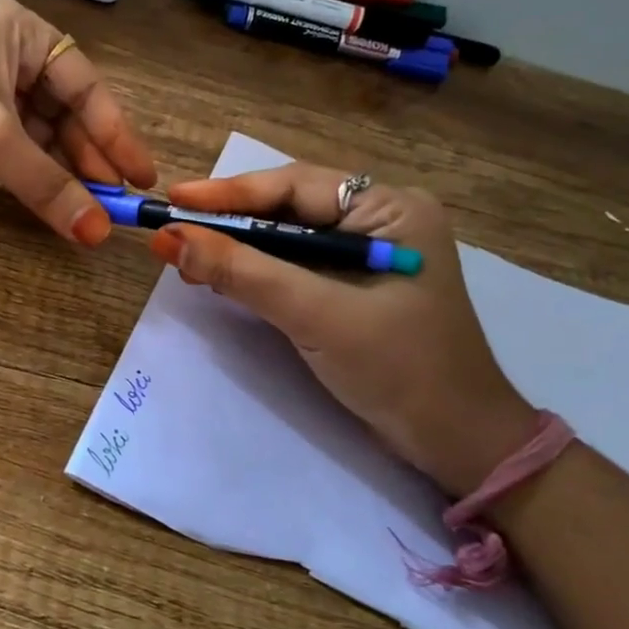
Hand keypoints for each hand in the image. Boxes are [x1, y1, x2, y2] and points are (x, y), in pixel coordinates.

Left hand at [0, 0, 156, 240]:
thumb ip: (48, 185)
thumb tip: (97, 233)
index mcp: (21, 33)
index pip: (86, 86)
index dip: (116, 133)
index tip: (140, 176)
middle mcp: (6, 53)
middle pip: (64, 111)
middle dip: (88, 157)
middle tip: (115, 201)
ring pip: (37, 132)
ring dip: (61, 170)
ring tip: (89, 208)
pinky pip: (10, 146)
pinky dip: (30, 172)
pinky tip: (51, 200)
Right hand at [152, 164, 537, 497]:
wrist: (456, 443)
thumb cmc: (398, 369)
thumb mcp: (315, 314)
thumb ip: (243, 272)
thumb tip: (171, 239)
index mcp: (392, 208)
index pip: (297, 186)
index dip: (230, 193)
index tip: (175, 198)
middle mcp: (383, 220)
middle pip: (291, 207)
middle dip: (231, 221)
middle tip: (175, 229)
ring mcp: (371, 254)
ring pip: (289, 238)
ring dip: (239, 247)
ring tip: (186, 253)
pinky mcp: (358, 287)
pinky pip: (298, 266)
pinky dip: (258, 271)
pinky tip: (222, 275)